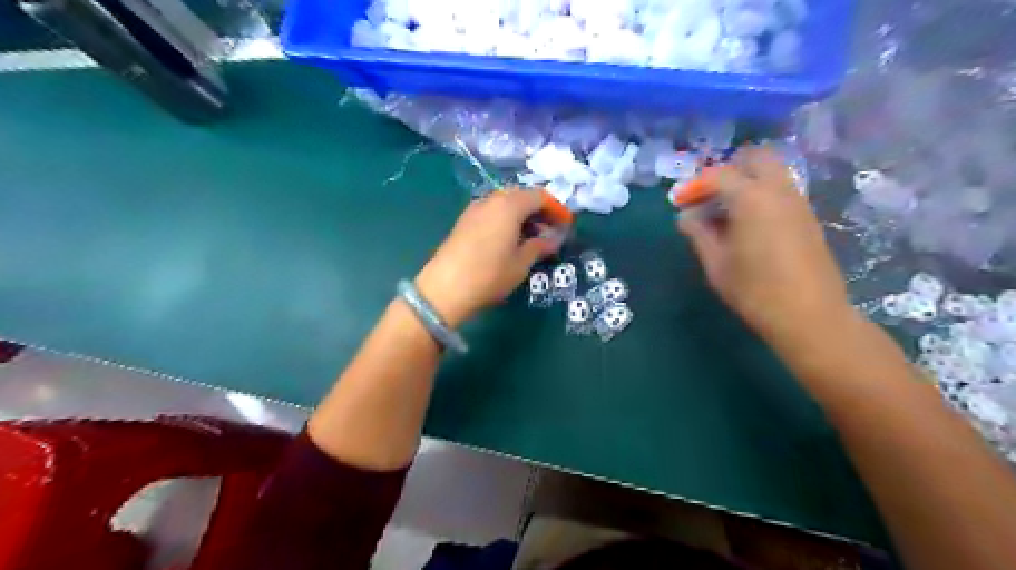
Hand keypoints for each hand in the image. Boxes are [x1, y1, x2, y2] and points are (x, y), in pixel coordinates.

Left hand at [411, 189, 558, 325]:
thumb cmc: (490, 274)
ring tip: (532, 237)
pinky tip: (509, 239)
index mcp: (510, 205)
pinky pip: (492, 212)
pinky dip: (506, 219)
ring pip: (505, 203)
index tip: (566, 224)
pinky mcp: (464, 221)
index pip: (540, 197)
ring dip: (522, 215)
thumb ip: (539, 246)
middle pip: (521, 196)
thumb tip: (553, 239)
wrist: (445, 288)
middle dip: (539, 211)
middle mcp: (491, 200)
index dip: (556, 209)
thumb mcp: (521, 263)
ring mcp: (474, 209)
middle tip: (550, 230)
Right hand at [678, 146, 850, 345]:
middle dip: (728, 169)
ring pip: (771, 172)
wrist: (809, 315)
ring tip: (725, 212)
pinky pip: (781, 190)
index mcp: (751, 198)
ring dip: (746, 181)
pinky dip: (761, 194)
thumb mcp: (716, 264)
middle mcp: (778, 190)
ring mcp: (798, 202)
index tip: (679, 202)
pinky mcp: (807, 217)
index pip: (719, 175)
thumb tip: (686, 217)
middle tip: (709, 195)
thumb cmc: (754, 290)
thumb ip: (699, 234)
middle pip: (755, 158)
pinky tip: (747, 224)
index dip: (695, 185)